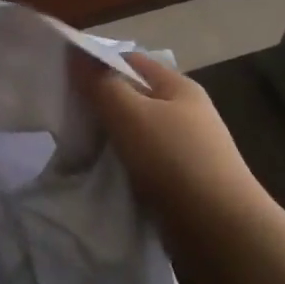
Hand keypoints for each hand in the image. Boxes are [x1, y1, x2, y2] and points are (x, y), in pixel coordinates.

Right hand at [73, 51, 259, 220]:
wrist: (220, 232)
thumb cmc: (174, 161)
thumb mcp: (130, 115)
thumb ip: (100, 84)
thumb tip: (75, 51)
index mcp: (179, 87)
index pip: (131, 61)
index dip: (97, 65)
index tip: (64, 80)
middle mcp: (185, 113)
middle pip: (132, 97)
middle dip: (99, 105)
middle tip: (65, 118)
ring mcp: (185, 149)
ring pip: (135, 133)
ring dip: (108, 139)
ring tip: (76, 149)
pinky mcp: (181, 181)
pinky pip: (142, 163)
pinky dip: (121, 166)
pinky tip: (100, 175)